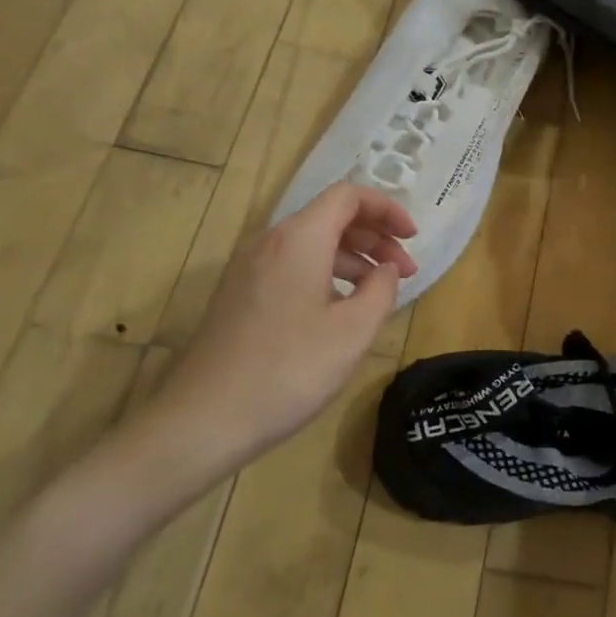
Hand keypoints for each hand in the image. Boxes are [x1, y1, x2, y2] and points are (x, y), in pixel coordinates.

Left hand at [156, 183, 417, 470]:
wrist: (202, 420)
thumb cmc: (289, 369)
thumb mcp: (354, 331)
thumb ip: (382, 289)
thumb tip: (386, 270)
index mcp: (300, 239)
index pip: (349, 196)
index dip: (387, 209)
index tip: (413, 238)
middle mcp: (270, 242)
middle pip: (331, 217)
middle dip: (375, 236)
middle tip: (405, 270)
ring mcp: (249, 269)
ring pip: (312, 244)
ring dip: (353, 258)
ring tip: (379, 293)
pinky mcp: (239, 296)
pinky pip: (292, 266)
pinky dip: (326, 274)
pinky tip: (340, 311)